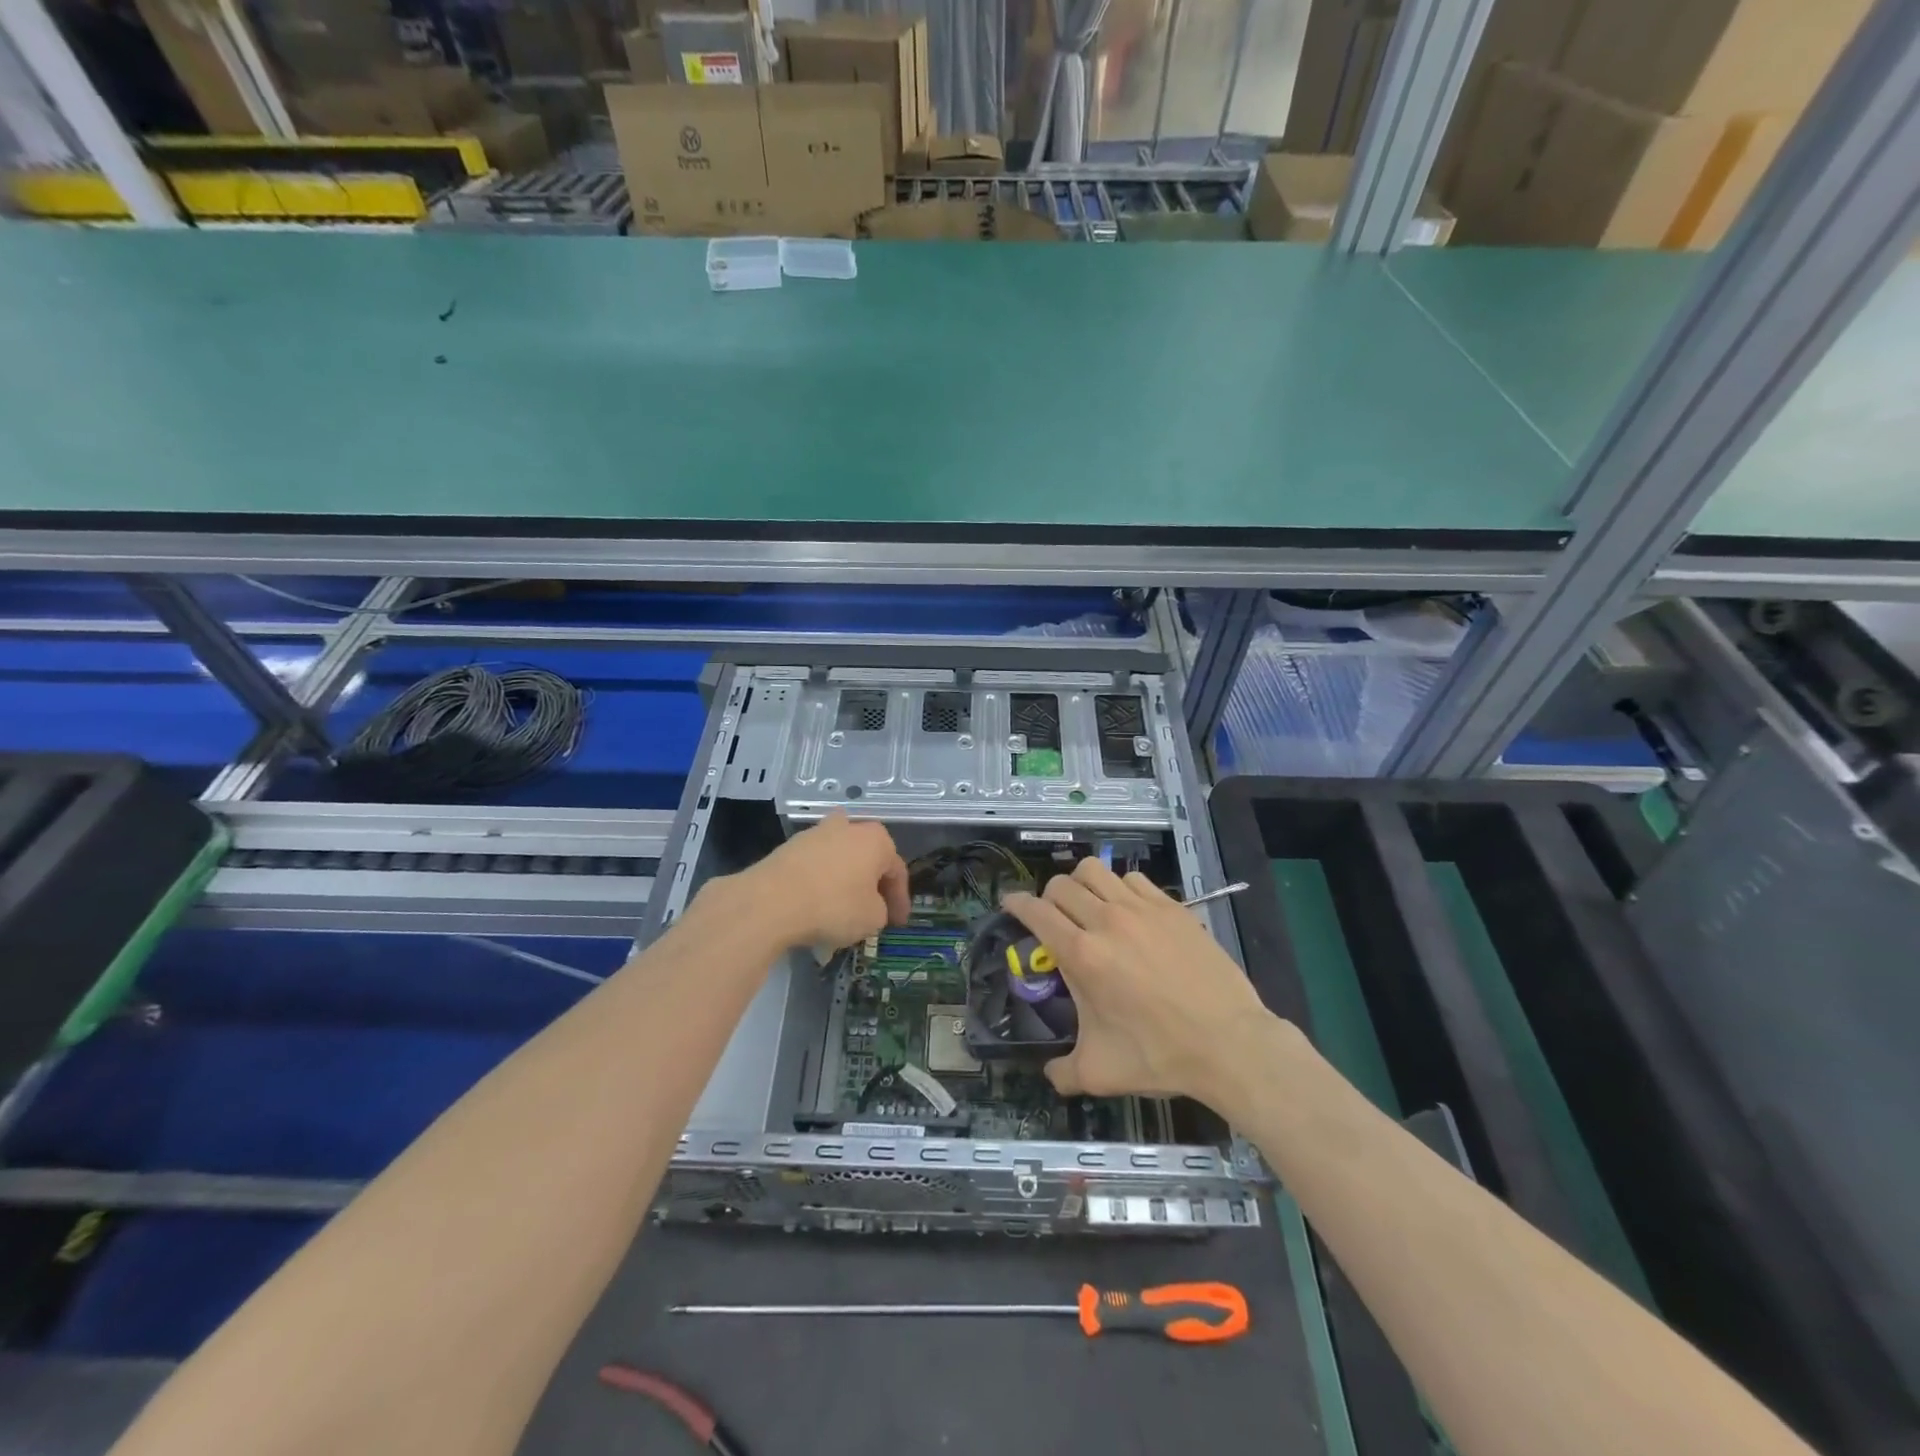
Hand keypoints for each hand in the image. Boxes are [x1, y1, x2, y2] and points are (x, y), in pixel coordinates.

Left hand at [737, 812, 909, 950]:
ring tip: (841, 909)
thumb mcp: (872, 919)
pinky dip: (819, 882)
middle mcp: (848, 827)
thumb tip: (872, 907)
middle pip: (867, 857)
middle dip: (871, 882)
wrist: (771, 901)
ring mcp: (815, 833)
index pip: (896, 871)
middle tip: (872, 910)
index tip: (897, 923)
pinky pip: (814, 866)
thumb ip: (881, 911)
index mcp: (876, 839)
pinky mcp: (788, 847)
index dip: (900, 900)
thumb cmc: (834, 906)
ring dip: (844, 879)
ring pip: (839, 858)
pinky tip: (816, 906)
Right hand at [1004, 858, 1271, 1106]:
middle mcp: (1106, 921)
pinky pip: (1133, 879)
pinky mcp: (1171, 907)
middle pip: (1061, 885)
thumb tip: (1050, 1074)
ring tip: (1088, 906)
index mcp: (1082, 955)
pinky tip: (1128, 912)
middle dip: (1048, 898)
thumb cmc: (1160, 1055)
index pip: (1036, 912)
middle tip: (1054, 919)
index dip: (1016, 904)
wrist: (1229, 1043)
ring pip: (1095, 870)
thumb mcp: (1101, 1072)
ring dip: (1082, 884)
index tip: (1010, 904)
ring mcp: (1142, 909)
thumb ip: (1064, 1072)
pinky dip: (1120, 888)